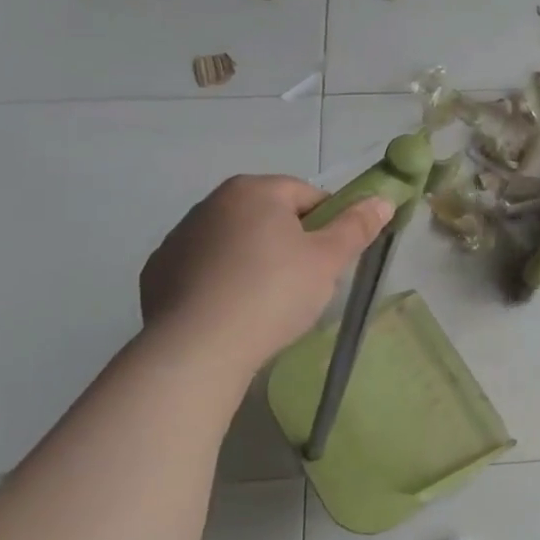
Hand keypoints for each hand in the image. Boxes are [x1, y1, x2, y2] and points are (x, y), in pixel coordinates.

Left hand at [141, 176, 392, 363]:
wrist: (196, 349)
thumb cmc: (273, 293)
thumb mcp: (328, 260)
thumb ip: (357, 226)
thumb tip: (382, 199)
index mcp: (254, 190)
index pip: (307, 196)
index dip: (328, 225)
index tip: (331, 260)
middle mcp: (211, 203)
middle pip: (269, 217)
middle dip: (290, 243)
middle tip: (305, 284)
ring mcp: (179, 238)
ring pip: (235, 243)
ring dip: (254, 262)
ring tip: (266, 305)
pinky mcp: (157, 273)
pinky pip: (204, 270)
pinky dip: (220, 284)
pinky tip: (231, 314)